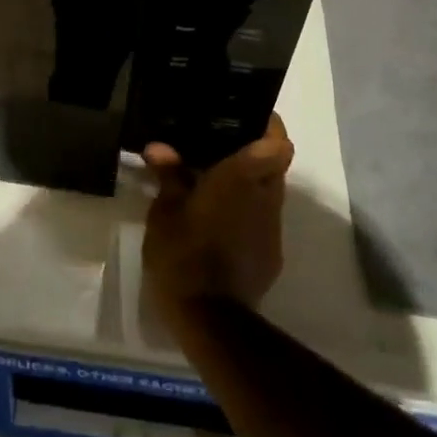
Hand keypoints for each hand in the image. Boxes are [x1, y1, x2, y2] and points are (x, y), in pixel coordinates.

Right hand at [142, 116, 293, 316]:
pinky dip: (247, 215)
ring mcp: (272, 229)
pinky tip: (220, 223)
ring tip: (216, 185)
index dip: (270, 126)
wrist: (209, 318)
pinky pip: (263, 222)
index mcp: (242, 178)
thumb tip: (158, 147)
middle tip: (223, 148)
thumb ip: (168, 175)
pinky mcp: (271, 256)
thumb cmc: (183, 252)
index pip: (278, 142)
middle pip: (276, 165)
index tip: (250, 117)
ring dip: (251, 186)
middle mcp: (266, 198)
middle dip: (256, 154)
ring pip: (271, 194)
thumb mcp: (165, 211)